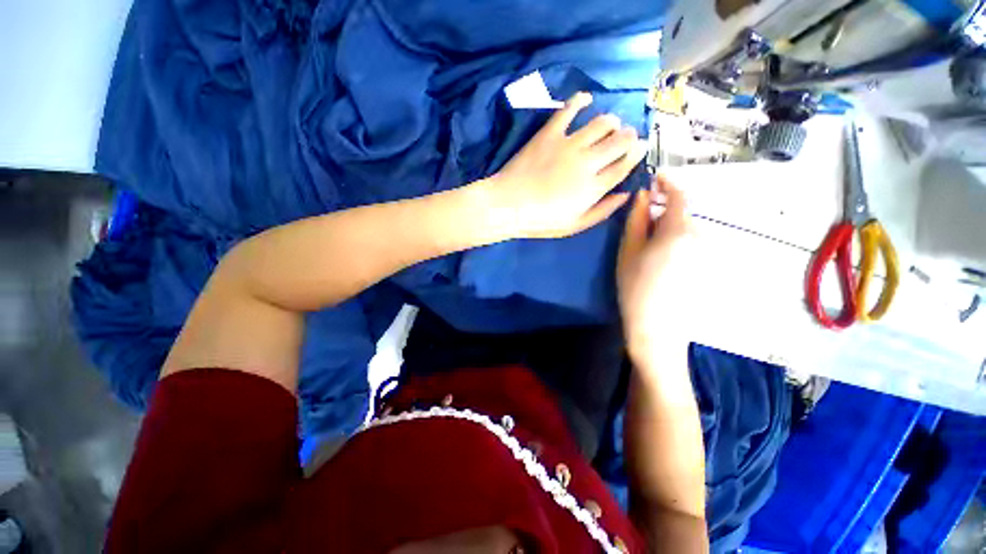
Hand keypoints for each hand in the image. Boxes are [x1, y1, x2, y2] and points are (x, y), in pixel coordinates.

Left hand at [489, 92, 647, 238]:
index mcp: (594, 187)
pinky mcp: (550, 133)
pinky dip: (580, 100)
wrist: (508, 206)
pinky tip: (586, 99)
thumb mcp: (574, 225)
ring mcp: (569, 144)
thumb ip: (602, 211)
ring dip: (611, 121)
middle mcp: (588, 161)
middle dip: (629, 137)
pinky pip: (568, 109)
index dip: (636, 154)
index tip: (639, 148)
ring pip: (602, 122)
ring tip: (609, 125)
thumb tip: (625, 194)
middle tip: (625, 139)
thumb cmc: (540, 221)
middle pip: (620, 140)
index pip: (625, 164)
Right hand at [617, 175, 695, 363]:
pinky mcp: (704, 265)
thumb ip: (637, 220)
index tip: (654, 178)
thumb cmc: (635, 287)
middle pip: (682, 212)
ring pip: (686, 227)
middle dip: (663, 208)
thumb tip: (642, 196)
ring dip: (668, 224)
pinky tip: (658, 256)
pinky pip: (689, 241)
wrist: (657, 328)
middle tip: (640, 216)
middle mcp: (698, 237)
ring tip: (646, 240)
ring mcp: (704, 252)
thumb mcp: (628, 251)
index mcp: (678, 231)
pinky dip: (674, 238)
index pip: (679, 195)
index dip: (668, 183)